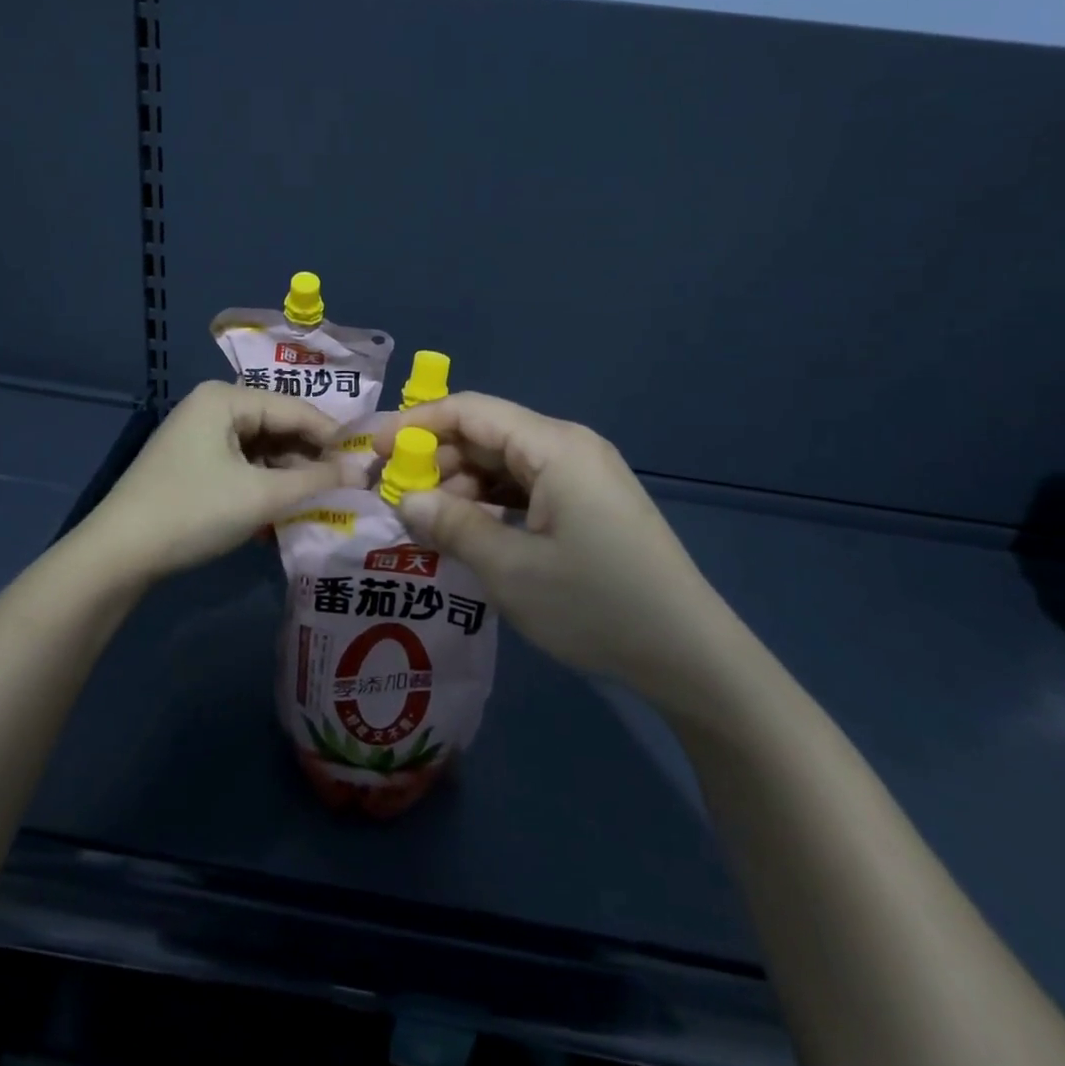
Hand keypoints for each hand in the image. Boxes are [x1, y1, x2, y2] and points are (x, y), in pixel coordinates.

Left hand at [81, 382, 349, 582]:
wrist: (118, 554)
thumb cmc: (193, 512)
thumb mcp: (261, 496)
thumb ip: (316, 481)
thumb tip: (363, 472)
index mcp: (225, 398)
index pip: (295, 409)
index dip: (334, 437)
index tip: (368, 463)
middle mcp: (212, 406)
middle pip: (278, 425)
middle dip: (311, 456)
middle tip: (348, 485)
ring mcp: (200, 434)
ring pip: (262, 447)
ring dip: (291, 472)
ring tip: (323, 498)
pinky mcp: (193, 462)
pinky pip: (243, 463)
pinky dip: (266, 482)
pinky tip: (287, 504)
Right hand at [371, 394, 749, 710]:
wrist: (690, 655)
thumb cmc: (595, 604)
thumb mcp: (510, 569)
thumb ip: (452, 525)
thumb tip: (408, 500)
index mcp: (554, 446)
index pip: (470, 410)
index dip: (416, 423)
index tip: (374, 451)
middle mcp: (569, 447)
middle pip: (487, 433)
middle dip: (437, 458)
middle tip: (395, 496)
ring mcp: (583, 476)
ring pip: (505, 462)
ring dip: (463, 484)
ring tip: (427, 520)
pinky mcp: (589, 504)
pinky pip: (527, 487)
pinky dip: (492, 502)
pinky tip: (469, 530)